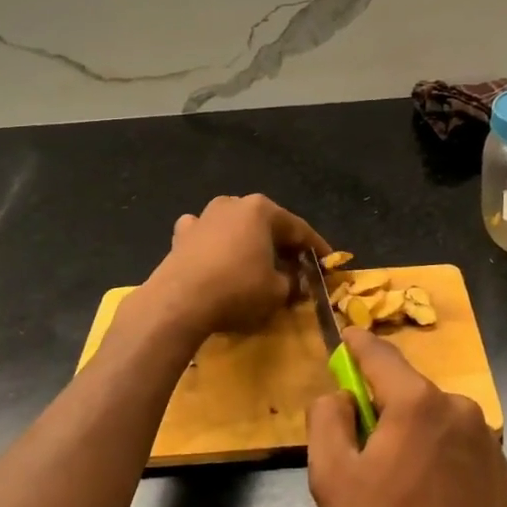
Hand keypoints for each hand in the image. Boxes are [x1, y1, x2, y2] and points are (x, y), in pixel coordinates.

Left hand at [140, 194, 328, 338]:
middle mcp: (233, 204)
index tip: (328, 263)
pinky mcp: (181, 235)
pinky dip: (215, 245)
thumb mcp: (278, 291)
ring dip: (248, 242)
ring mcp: (204, 216)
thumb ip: (293, 282)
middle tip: (296, 266)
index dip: (317, 248)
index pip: (299, 229)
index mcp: (262, 209)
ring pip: (236, 226)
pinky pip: (206, 236)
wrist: (178, 303)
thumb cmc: (238, 290)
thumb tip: (296, 281)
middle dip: (282, 244)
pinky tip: (216, 257)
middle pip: (267, 225)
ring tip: (258, 263)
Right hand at [307, 328, 506, 506]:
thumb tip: (341, 395)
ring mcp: (485, 435)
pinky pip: (455, 440)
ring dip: (408, 429)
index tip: (343, 339)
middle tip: (359, 444)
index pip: (379, 354)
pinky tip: (427, 493)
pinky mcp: (499, 464)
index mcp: (417, 401)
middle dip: (379, 403)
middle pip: (406, 388)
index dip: (356, 344)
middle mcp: (457, 405)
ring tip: (394, 479)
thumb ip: (327, 420)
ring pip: (431, 415)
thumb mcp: (332, 479)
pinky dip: (435, 450)